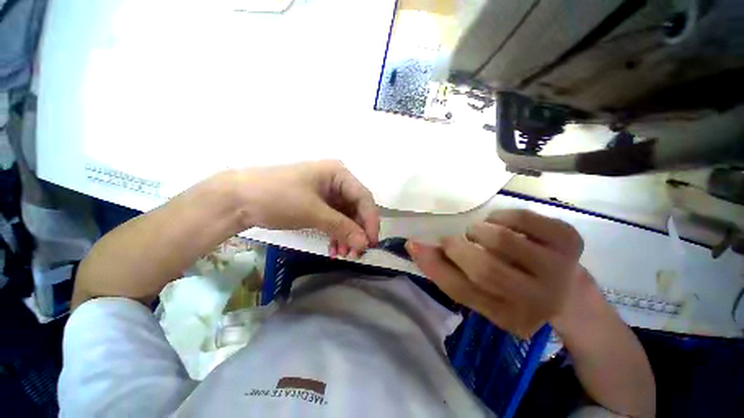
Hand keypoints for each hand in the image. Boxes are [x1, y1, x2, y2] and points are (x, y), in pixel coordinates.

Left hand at [234, 160, 379, 254]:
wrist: (239, 199)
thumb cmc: (279, 197)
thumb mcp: (313, 212)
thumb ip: (342, 228)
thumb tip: (365, 244)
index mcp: (339, 174)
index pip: (364, 198)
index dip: (371, 221)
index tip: (372, 243)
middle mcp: (337, 182)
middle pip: (356, 208)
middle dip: (357, 231)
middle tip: (356, 253)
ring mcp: (327, 193)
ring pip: (346, 217)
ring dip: (347, 236)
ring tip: (344, 254)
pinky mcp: (318, 204)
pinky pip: (335, 220)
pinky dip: (336, 235)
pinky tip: (334, 249)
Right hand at [406, 209, 583, 337]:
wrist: (569, 292)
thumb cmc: (514, 292)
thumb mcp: (480, 292)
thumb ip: (448, 272)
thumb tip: (415, 246)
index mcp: (511, 317)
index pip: (462, 291)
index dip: (434, 265)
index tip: (414, 244)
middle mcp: (539, 301)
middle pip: (483, 267)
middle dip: (458, 246)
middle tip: (456, 240)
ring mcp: (561, 269)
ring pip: (500, 238)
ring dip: (480, 231)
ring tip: (483, 235)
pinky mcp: (570, 240)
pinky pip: (521, 217)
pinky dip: (502, 217)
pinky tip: (505, 225)